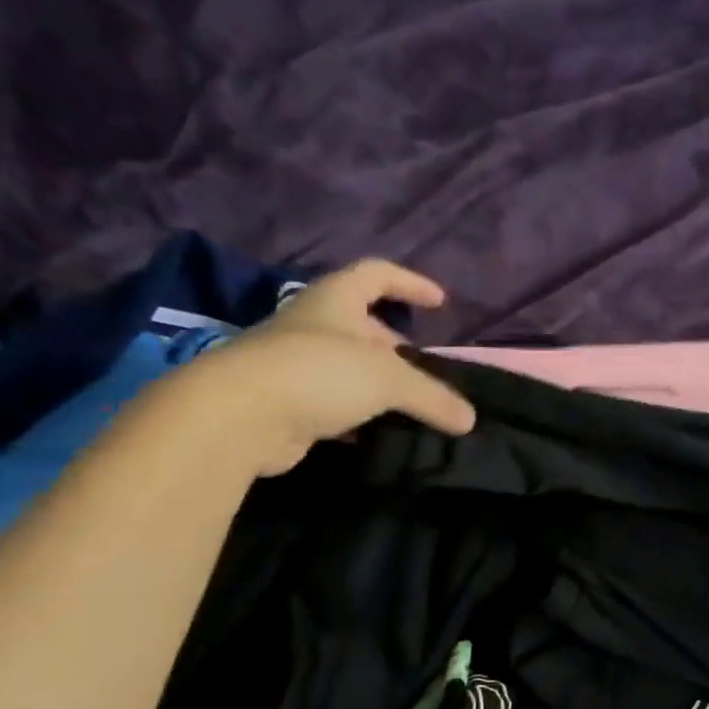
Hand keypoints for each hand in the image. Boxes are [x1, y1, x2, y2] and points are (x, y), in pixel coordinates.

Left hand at [172, 258, 475, 477]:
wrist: (238, 416)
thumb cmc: (318, 373)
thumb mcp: (388, 378)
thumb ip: (432, 396)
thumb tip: (469, 419)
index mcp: (334, 300)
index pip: (376, 274)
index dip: (410, 283)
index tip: (440, 302)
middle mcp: (312, 326)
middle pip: (362, 325)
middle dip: (396, 345)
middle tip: (425, 369)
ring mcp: (294, 365)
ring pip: (348, 368)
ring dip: (378, 384)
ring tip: (410, 406)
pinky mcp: (286, 403)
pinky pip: (333, 404)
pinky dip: (358, 415)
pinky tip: (378, 434)